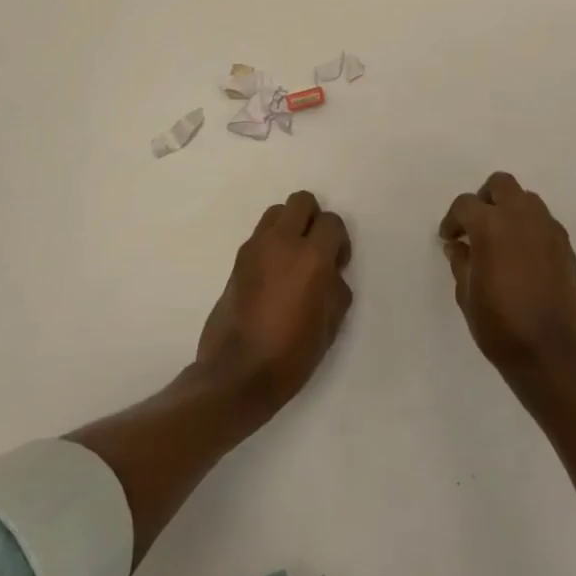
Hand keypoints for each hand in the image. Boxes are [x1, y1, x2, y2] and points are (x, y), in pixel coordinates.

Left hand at [196, 191, 352, 412]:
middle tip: (315, 251)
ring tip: (292, 259)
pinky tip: (273, 276)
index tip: (336, 266)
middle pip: (301, 201)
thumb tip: (330, 275)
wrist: (236, 374)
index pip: (332, 222)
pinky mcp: (237, 260)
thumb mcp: (330, 325)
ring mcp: (255, 248)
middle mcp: (282, 242)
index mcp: (312, 258)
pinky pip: (260, 235)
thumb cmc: (291, 354)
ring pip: (277, 212)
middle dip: (313, 220)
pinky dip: (271, 243)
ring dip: (289, 226)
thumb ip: (336, 289)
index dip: (339, 241)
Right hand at [439, 172, 575, 380]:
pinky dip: (530, 227)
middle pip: (501, 184)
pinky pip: (544, 222)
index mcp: (491, 226)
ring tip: (501, 239)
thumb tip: (458, 246)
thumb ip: (461, 262)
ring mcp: (548, 229)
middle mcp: (521, 217)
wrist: (550, 352)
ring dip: (510, 210)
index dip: (453, 220)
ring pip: (526, 199)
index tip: (449, 238)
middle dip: (485, 198)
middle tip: (476, 225)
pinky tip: (523, 255)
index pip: (466, 204)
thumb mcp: (466, 295)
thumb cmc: (499, 325)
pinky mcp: (565, 245)